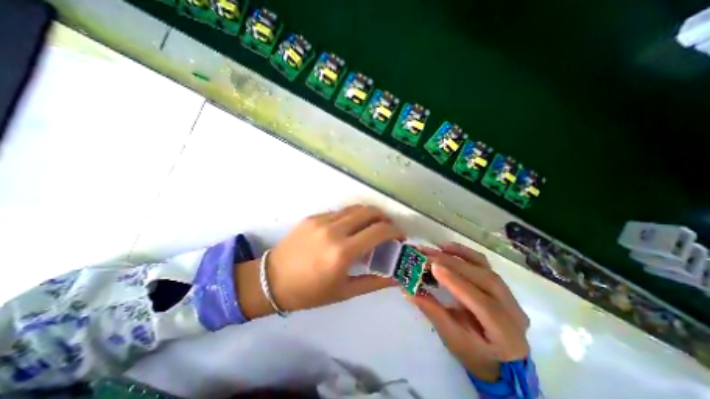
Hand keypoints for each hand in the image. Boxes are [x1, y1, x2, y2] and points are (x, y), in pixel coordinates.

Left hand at [238, 204, 404, 319]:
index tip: (400, 237)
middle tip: (388, 229)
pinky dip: (352, 217)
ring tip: (371, 227)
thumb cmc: (309, 292)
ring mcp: (321, 220)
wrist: (272, 280)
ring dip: (369, 215)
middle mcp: (333, 230)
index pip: (379, 231)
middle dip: (384, 217)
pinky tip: (350, 229)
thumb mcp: (345, 291)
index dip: (395, 231)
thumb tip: (396, 277)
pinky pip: (340, 212)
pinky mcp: (313, 217)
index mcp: (342, 252)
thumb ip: (374, 282)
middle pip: (369, 211)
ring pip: (355, 208)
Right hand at [408, 242, 528, 381]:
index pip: (482, 304)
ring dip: (460, 254)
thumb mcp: (451, 338)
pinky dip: (465, 253)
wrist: (499, 358)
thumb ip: (432, 311)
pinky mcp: (500, 284)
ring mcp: (509, 294)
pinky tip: (449, 248)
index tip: (433, 267)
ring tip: (438, 247)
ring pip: (485, 268)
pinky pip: (484, 264)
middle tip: (427, 254)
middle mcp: (513, 310)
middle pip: (484, 280)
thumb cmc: (474, 354)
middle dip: (453, 264)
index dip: (456, 283)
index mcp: (505, 334)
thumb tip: (408, 290)